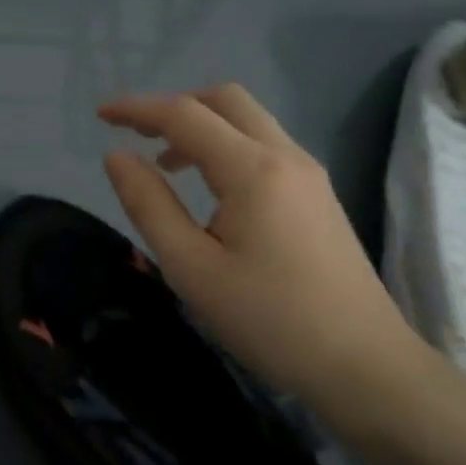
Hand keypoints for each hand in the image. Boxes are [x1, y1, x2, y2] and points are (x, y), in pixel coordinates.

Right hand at [98, 85, 429, 408]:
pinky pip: (265, 145)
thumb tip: (116, 156)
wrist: (365, 365)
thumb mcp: (192, 269)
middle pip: (224, 100)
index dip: (137, 109)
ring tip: (166, 164)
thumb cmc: (270, 321)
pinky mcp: (318, 193)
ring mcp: (309, 173)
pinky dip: (227, 145)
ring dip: (202, 125)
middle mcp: (285, 156)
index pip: (185, 115)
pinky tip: (211, 188)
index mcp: (252, 170)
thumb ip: (149, 205)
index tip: (100, 115)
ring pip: (248, 120)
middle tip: (137, 134)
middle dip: (174, 106)